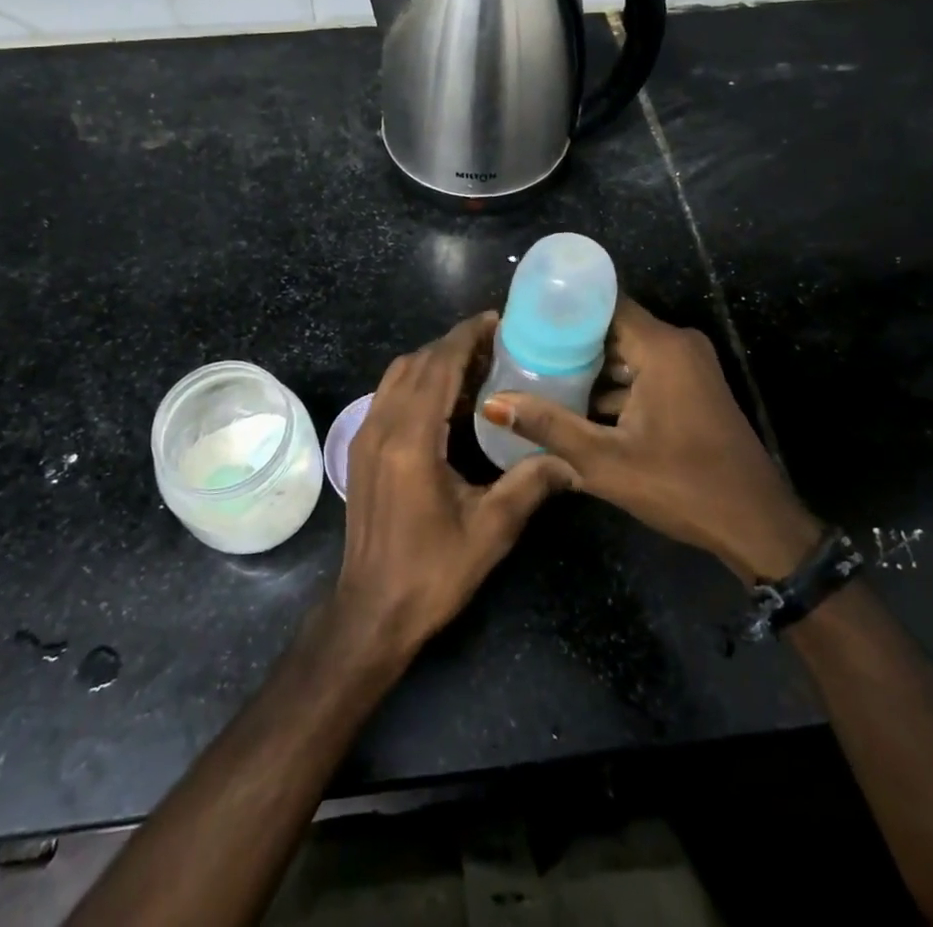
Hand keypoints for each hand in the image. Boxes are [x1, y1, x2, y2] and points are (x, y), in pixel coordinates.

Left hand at [331, 313, 576, 662]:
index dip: (467, 336)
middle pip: (417, 363)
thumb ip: (530, 483)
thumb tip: (570, 458)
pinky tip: (447, 398)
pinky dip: (417, 380)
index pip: (439, 366)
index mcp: (412, 439)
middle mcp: (382, 425)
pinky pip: (389, 394)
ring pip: (398, 374)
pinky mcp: (362, 448)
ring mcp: (366, 435)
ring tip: (476, 364)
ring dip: (434, 360)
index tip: (496, 320)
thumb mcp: (490, 530)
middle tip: (497, 342)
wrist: (371, 611)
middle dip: (454, 344)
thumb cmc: (431, 572)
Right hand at [481, 297, 821, 582]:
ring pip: (628, 351)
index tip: (523, 317)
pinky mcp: (693, 388)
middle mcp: (678, 344)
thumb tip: (492, 403)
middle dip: (569, 339)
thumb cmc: (682, 486)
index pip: (604, 303)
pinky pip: (645, 370)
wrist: (756, 526)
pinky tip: (579, 404)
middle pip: (613, 326)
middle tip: (522, 349)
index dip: (563, 307)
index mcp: (661, 347)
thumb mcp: (605, 460)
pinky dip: (615, 383)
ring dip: (591, 365)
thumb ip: (548, 426)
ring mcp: (690, 366)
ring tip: (539, 374)